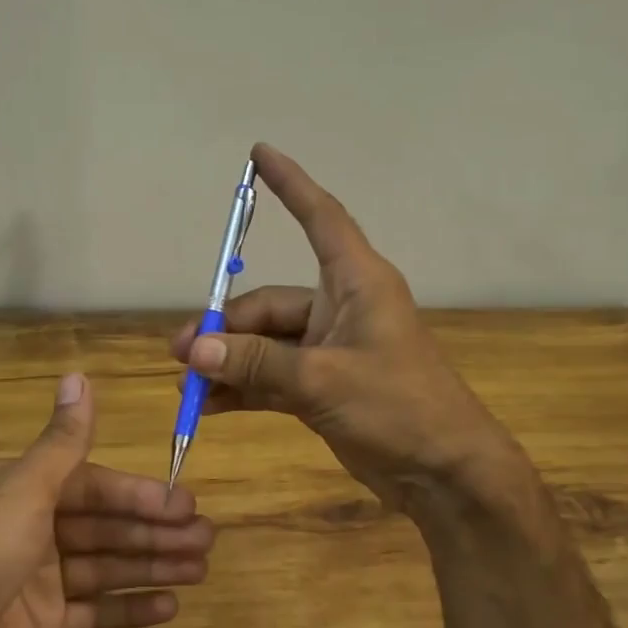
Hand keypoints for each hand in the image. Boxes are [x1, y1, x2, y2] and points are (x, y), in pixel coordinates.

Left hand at [0, 372, 212, 627]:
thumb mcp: (20, 491)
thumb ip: (61, 442)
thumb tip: (78, 375)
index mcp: (17, 490)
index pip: (91, 485)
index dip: (138, 494)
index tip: (184, 503)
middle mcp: (28, 528)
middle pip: (104, 525)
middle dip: (155, 531)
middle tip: (207, 539)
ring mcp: (36, 580)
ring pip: (106, 565)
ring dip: (152, 565)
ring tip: (201, 569)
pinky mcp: (42, 625)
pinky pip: (94, 611)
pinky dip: (129, 607)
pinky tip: (170, 605)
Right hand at [169, 142, 521, 513]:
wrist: (444, 473)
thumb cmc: (398, 408)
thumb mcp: (323, 380)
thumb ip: (257, 364)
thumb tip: (196, 351)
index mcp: (357, 283)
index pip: (321, 218)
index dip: (290, 185)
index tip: (259, 154)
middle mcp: (341, 308)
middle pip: (270, 303)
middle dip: (226, 328)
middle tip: (183, 354)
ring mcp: (331, 350)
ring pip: (266, 344)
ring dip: (229, 362)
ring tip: (188, 384)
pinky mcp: (324, 386)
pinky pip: (272, 377)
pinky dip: (244, 387)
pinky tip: (211, 404)